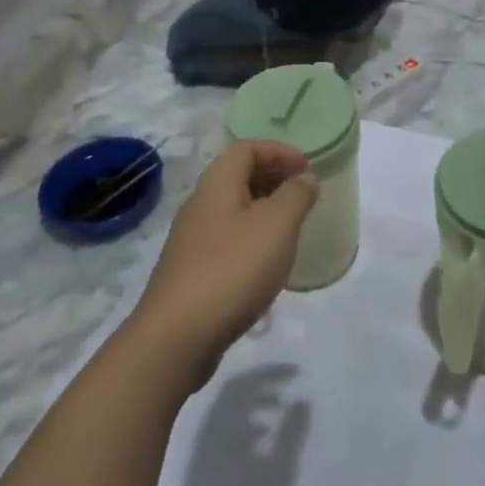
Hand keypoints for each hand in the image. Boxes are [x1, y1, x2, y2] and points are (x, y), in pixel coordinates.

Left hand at [126, 141, 318, 391]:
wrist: (176, 337)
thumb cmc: (232, 269)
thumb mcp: (277, 225)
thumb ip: (296, 195)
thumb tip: (304, 177)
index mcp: (217, 183)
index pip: (248, 148)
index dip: (280, 151)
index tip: (308, 168)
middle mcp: (200, 204)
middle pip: (239, 176)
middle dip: (274, 178)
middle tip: (304, 194)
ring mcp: (192, 240)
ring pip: (233, 209)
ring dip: (264, 210)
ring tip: (291, 227)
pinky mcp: (192, 271)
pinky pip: (227, 239)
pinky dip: (252, 238)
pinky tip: (267, 264)